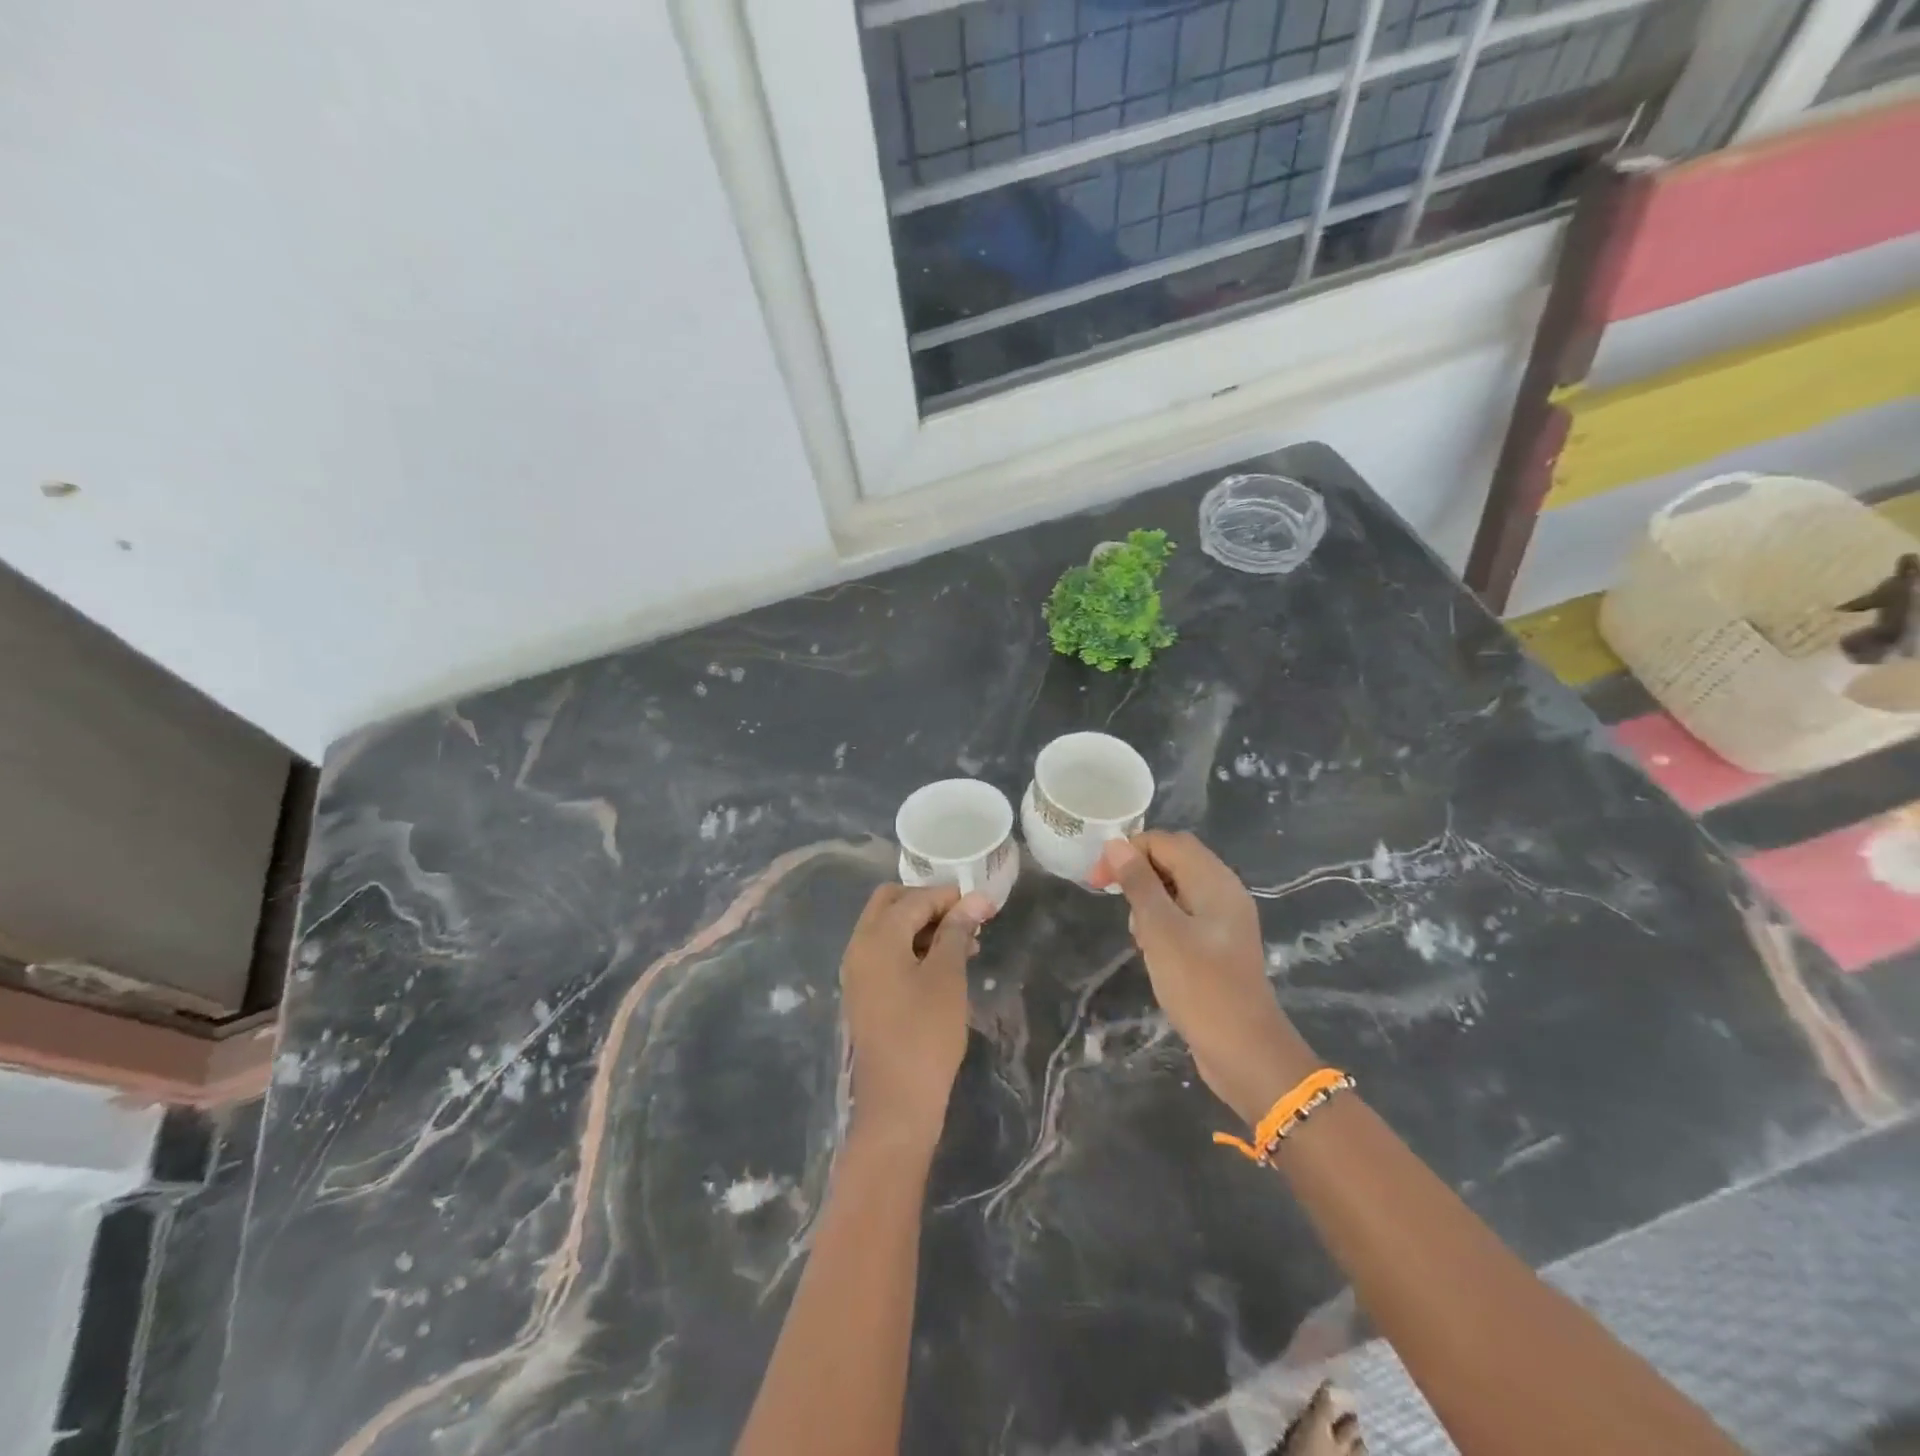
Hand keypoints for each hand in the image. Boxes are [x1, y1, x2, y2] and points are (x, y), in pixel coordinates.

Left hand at [840, 884, 993, 1151]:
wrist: (897, 1103)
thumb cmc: (926, 1033)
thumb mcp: (948, 976)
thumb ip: (957, 931)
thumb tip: (976, 899)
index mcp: (876, 937)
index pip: (914, 898)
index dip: (949, 896)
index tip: (983, 904)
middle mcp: (859, 946)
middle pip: (891, 904)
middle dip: (929, 904)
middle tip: (966, 919)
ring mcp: (857, 971)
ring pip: (889, 928)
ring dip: (923, 926)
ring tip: (966, 943)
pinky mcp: (864, 992)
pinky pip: (886, 953)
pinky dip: (912, 947)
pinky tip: (944, 964)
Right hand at [1093, 832, 1317, 1125]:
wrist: (1245, 1052)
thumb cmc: (1200, 985)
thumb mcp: (1161, 930)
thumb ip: (1139, 883)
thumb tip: (1115, 844)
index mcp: (1215, 881)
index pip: (1166, 841)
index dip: (1129, 851)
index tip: (1099, 880)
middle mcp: (1224, 892)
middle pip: (1174, 860)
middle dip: (1137, 874)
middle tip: (1112, 900)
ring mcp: (1224, 920)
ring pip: (1177, 888)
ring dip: (1148, 900)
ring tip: (1137, 934)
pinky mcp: (1219, 945)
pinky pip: (1184, 915)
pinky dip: (1162, 922)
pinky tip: (1152, 950)